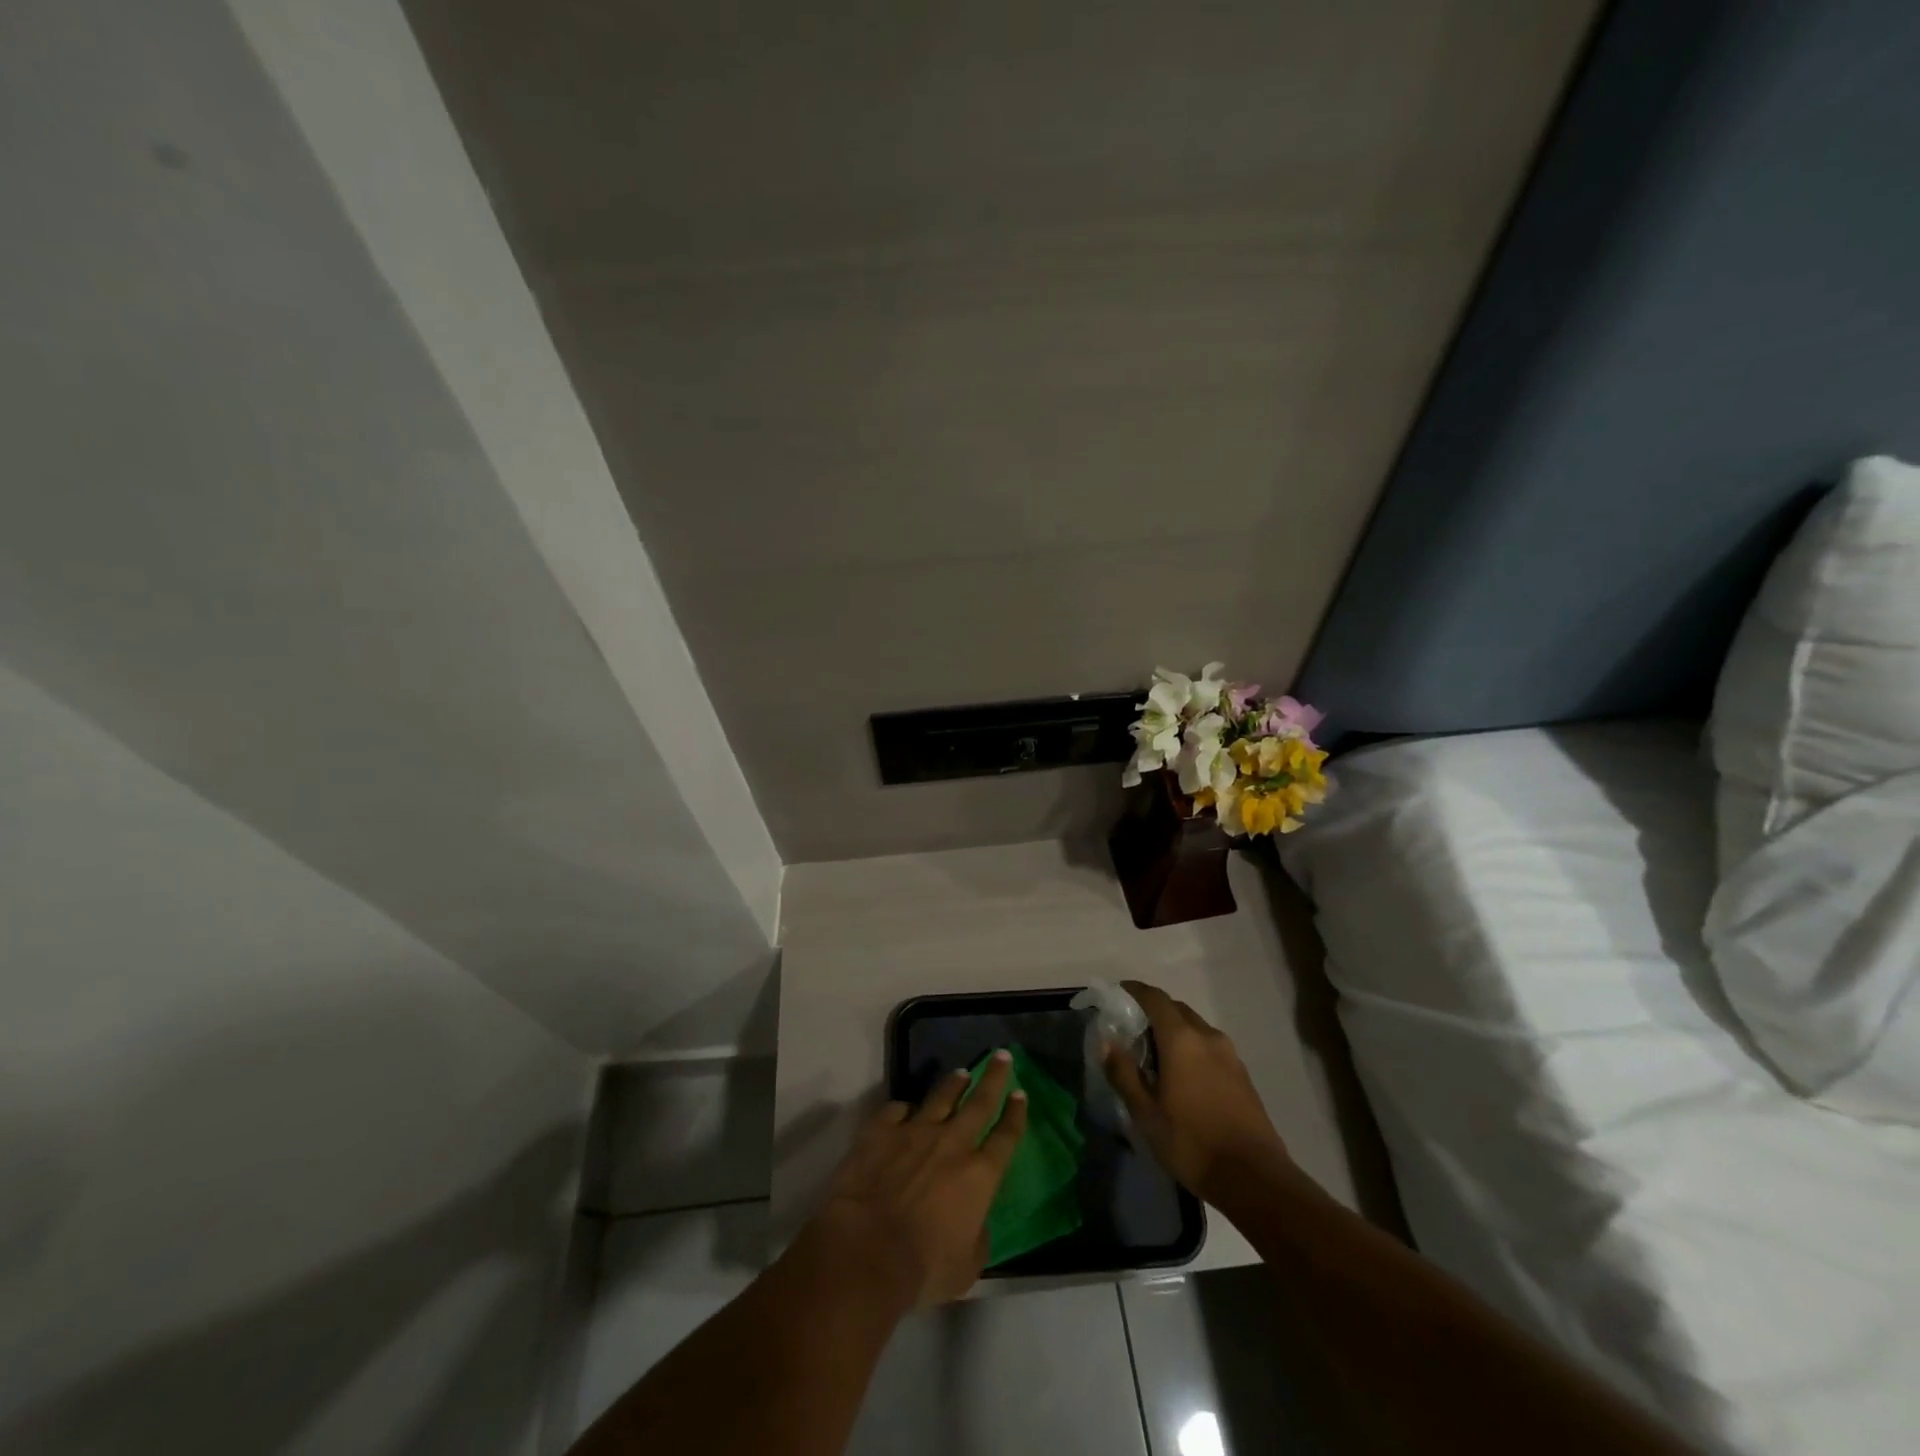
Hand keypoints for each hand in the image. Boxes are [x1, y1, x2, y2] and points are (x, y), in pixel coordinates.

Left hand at [805, 1051, 1028, 1308]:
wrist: (865, 1251)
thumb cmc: (922, 1268)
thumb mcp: (967, 1268)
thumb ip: (977, 1237)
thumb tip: (975, 1221)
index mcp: (979, 1174)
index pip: (1006, 1136)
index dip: (1016, 1114)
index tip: (1021, 1093)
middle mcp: (952, 1143)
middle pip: (979, 1102)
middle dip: (993, 1077)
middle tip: (1001, 1056)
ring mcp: (914, 1131)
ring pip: (940, 1098)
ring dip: (953, 1085)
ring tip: (961, 1073)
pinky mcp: (880, 1131)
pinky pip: (895, 1110)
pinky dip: (902, 1110)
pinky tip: (903, 1111)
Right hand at [1102, 980, 1288, 1204]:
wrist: (1255, 1179)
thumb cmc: (1192, 1143)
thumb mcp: (1146, 1113)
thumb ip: (1124, 1073)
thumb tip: (1106, 1042)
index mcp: (1181, 1039)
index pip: (1155, 998)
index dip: (1134, 991)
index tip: (1118, 994)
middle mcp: (1207, 1036)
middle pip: (1176, 1009)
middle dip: (1153, 1012)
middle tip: (1132, 1031)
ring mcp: (1230, 1055)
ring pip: (1195, 1028)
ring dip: (1174, 1031)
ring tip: (1156, 1056)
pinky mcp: (1242, 1074)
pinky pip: (1210, 1047)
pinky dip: (1192, 1048)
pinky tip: (1183, 1076)